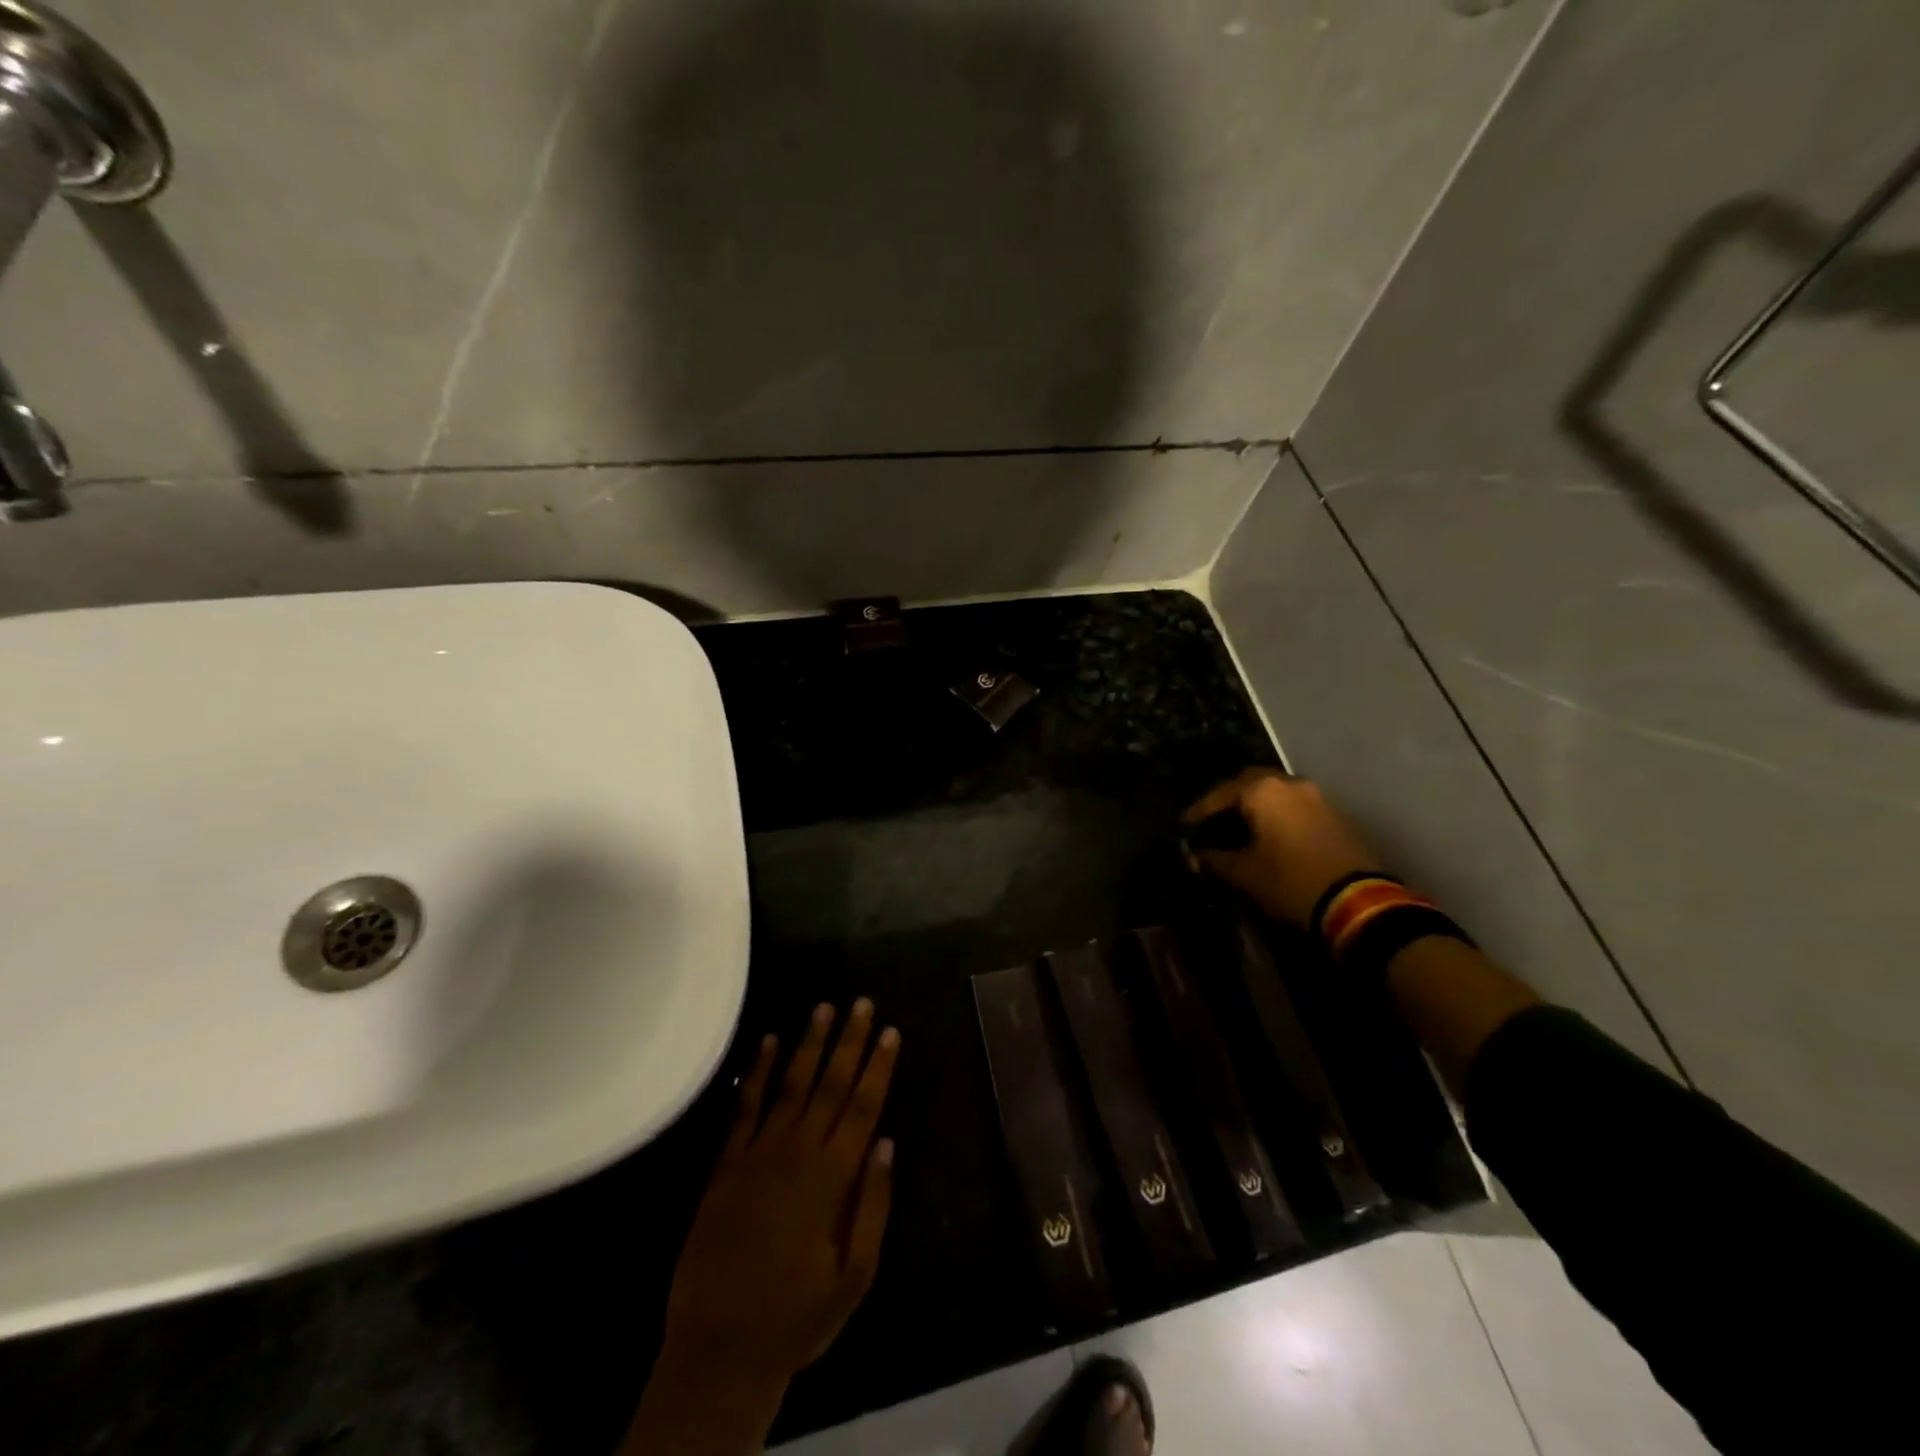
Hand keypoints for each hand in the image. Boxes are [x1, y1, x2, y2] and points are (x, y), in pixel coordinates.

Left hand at [622, 1000, 901, 1455]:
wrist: (719, 1349)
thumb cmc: (797, 1317)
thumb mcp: (854, 1277)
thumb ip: (872, 1206)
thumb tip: (886, 1143)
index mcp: (832, 1178)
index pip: (863, 1107)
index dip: (878, 1066)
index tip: (891, 1030)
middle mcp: (797, 1153)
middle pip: (830, 1084)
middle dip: (849, 1041)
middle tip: (862, 1002)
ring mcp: (758, 1154)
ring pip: (790, 1084)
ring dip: (809, 1044)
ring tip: (823, 1007)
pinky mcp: (726, 1164)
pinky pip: (745, 1108)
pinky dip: (757, 1072)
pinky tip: (767, 1042)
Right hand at [1185, 768, 1385, 928]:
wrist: (1358, 903)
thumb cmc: (1291, 881)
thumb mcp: (1245, 873)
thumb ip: (1214, 860)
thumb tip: (1194, 857)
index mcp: (1263, 791)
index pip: (1220, 794)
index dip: (1200, 811)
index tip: (1185, 825)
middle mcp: (1290, 784)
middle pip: (1250, 783)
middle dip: (1229, 800)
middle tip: (1212, 820)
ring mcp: (1316, 797)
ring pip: (1275, 793)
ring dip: (1256, 807)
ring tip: (1239, 828)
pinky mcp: (1334, 815)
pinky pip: (1294, 806)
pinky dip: (1276, 815)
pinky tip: (1268, 836)